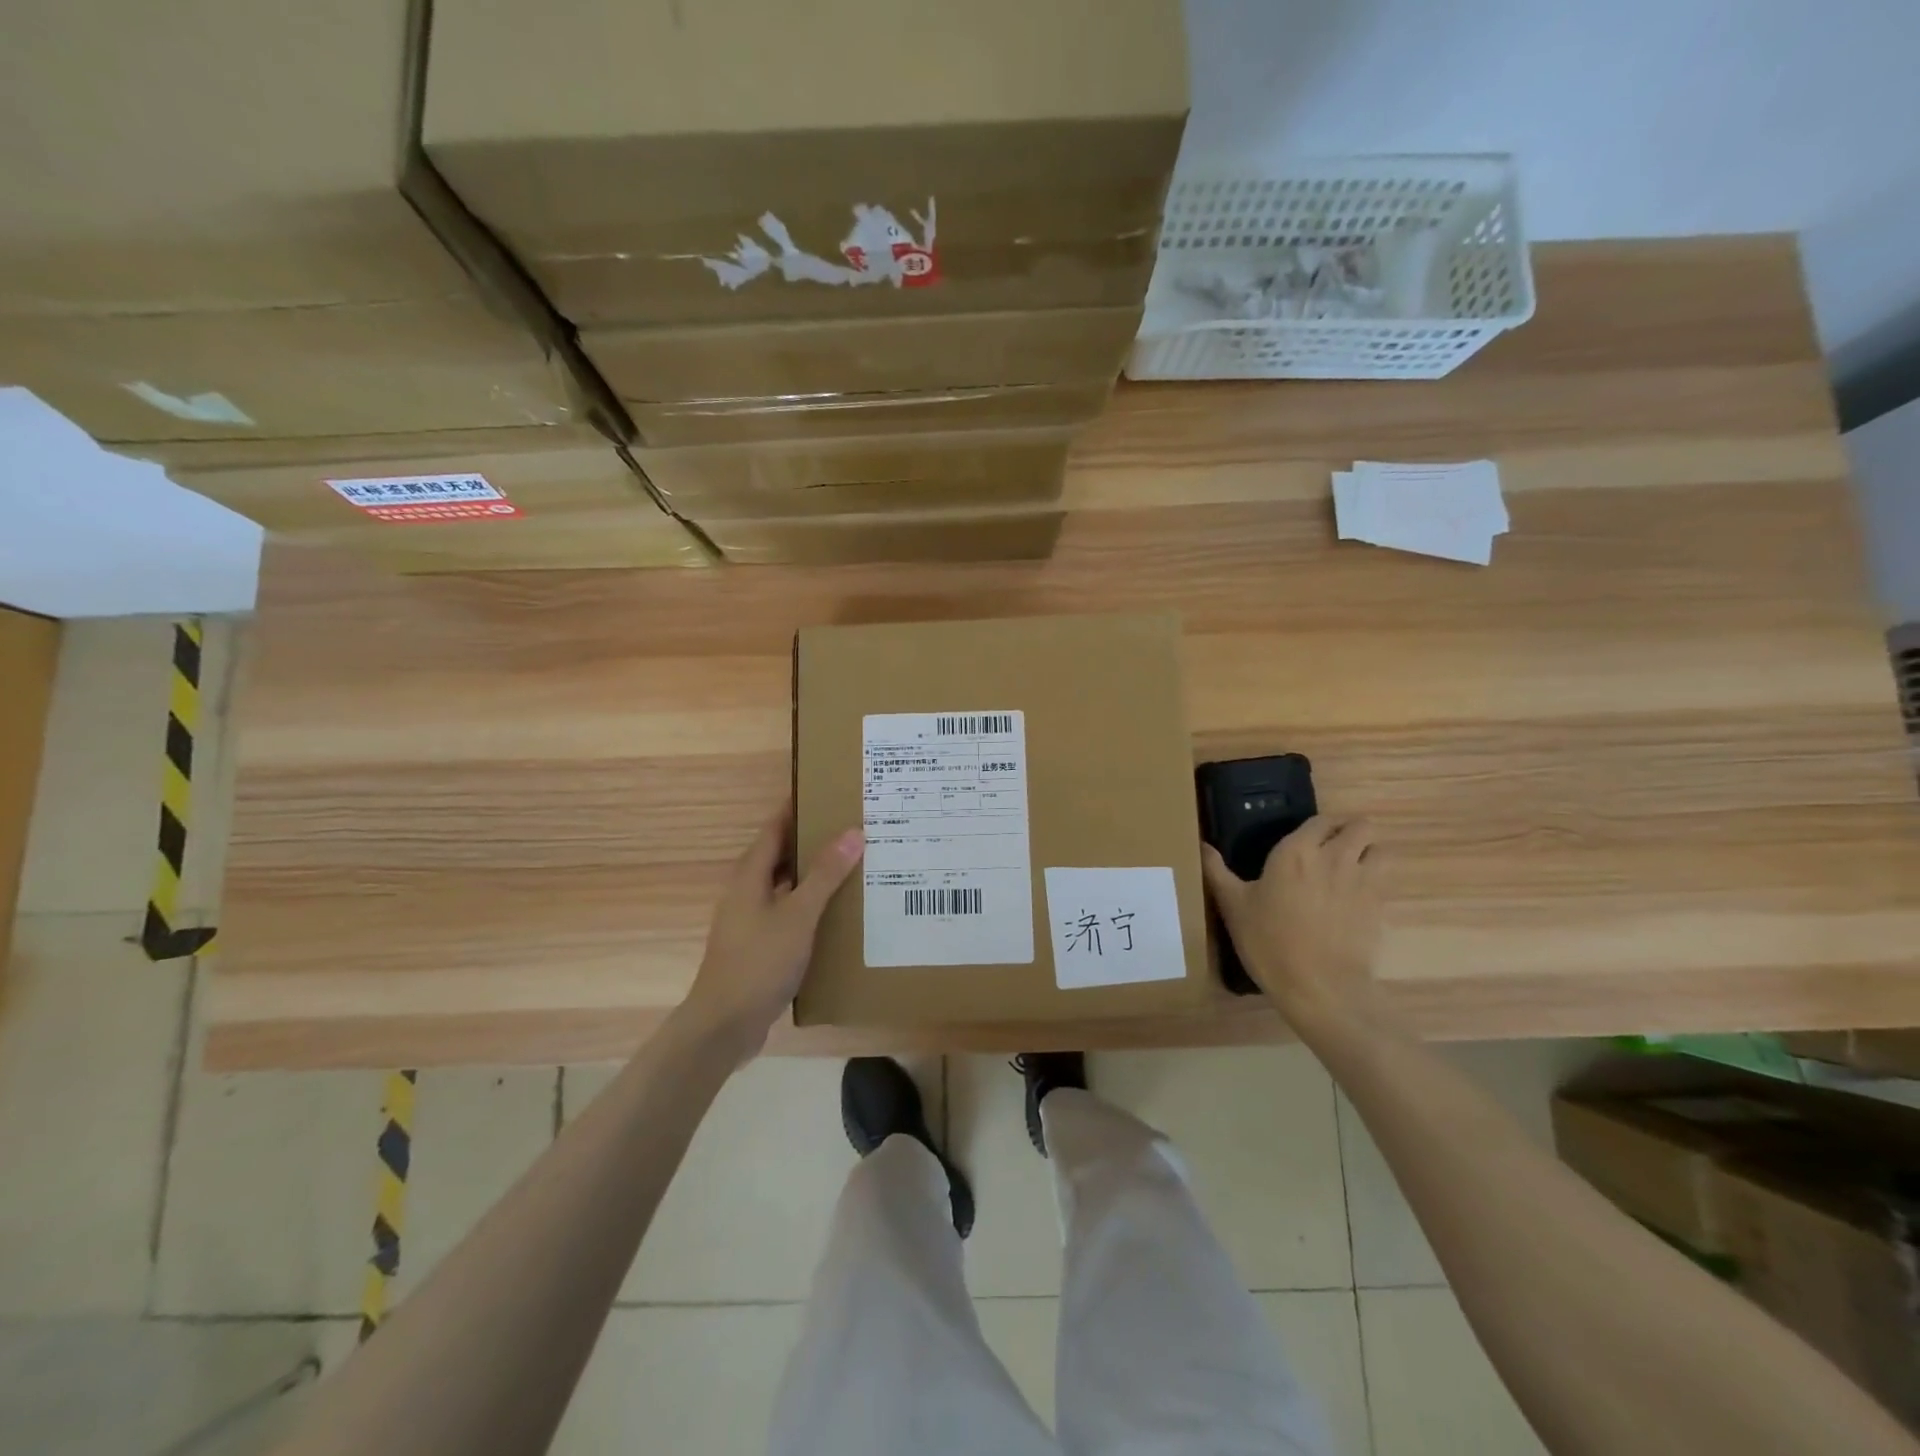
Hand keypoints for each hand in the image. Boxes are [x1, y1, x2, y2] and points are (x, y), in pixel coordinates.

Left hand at [677, 806, 863, 1060]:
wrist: (726, 1025)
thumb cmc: (759, 961)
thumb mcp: (798, 914)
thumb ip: (824, 874)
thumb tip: (853, 832)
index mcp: (750, 874)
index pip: (776, 827)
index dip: (799, 807)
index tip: (830, 791)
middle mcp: (748, 891)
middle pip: (783, 854)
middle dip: (815, 840)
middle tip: (856, 827)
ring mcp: (753, 919)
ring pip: (788, 885)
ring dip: (816, 874)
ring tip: (857, 864)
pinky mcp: (761, 944)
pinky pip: (791, 912)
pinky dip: (813, 904)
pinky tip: (840, 912)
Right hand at [1200, 816, 1385, 1033]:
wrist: (1318, 986)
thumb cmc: (1269, 941)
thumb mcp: (1233, 906)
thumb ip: (1216, 871)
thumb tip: (1202, 845)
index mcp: (1295, 851)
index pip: (1320, 819)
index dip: (1318, 826)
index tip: (1307, 839)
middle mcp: (1334, 856)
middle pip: (1360, 826)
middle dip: (1350, 832)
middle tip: (1332, 849)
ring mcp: (1363, 880)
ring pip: (1381, 848)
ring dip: (1370, 852)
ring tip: (1353, 868)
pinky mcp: (1381, 906)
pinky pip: (1386, 879)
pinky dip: (1376, 881)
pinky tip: (1357, 898)